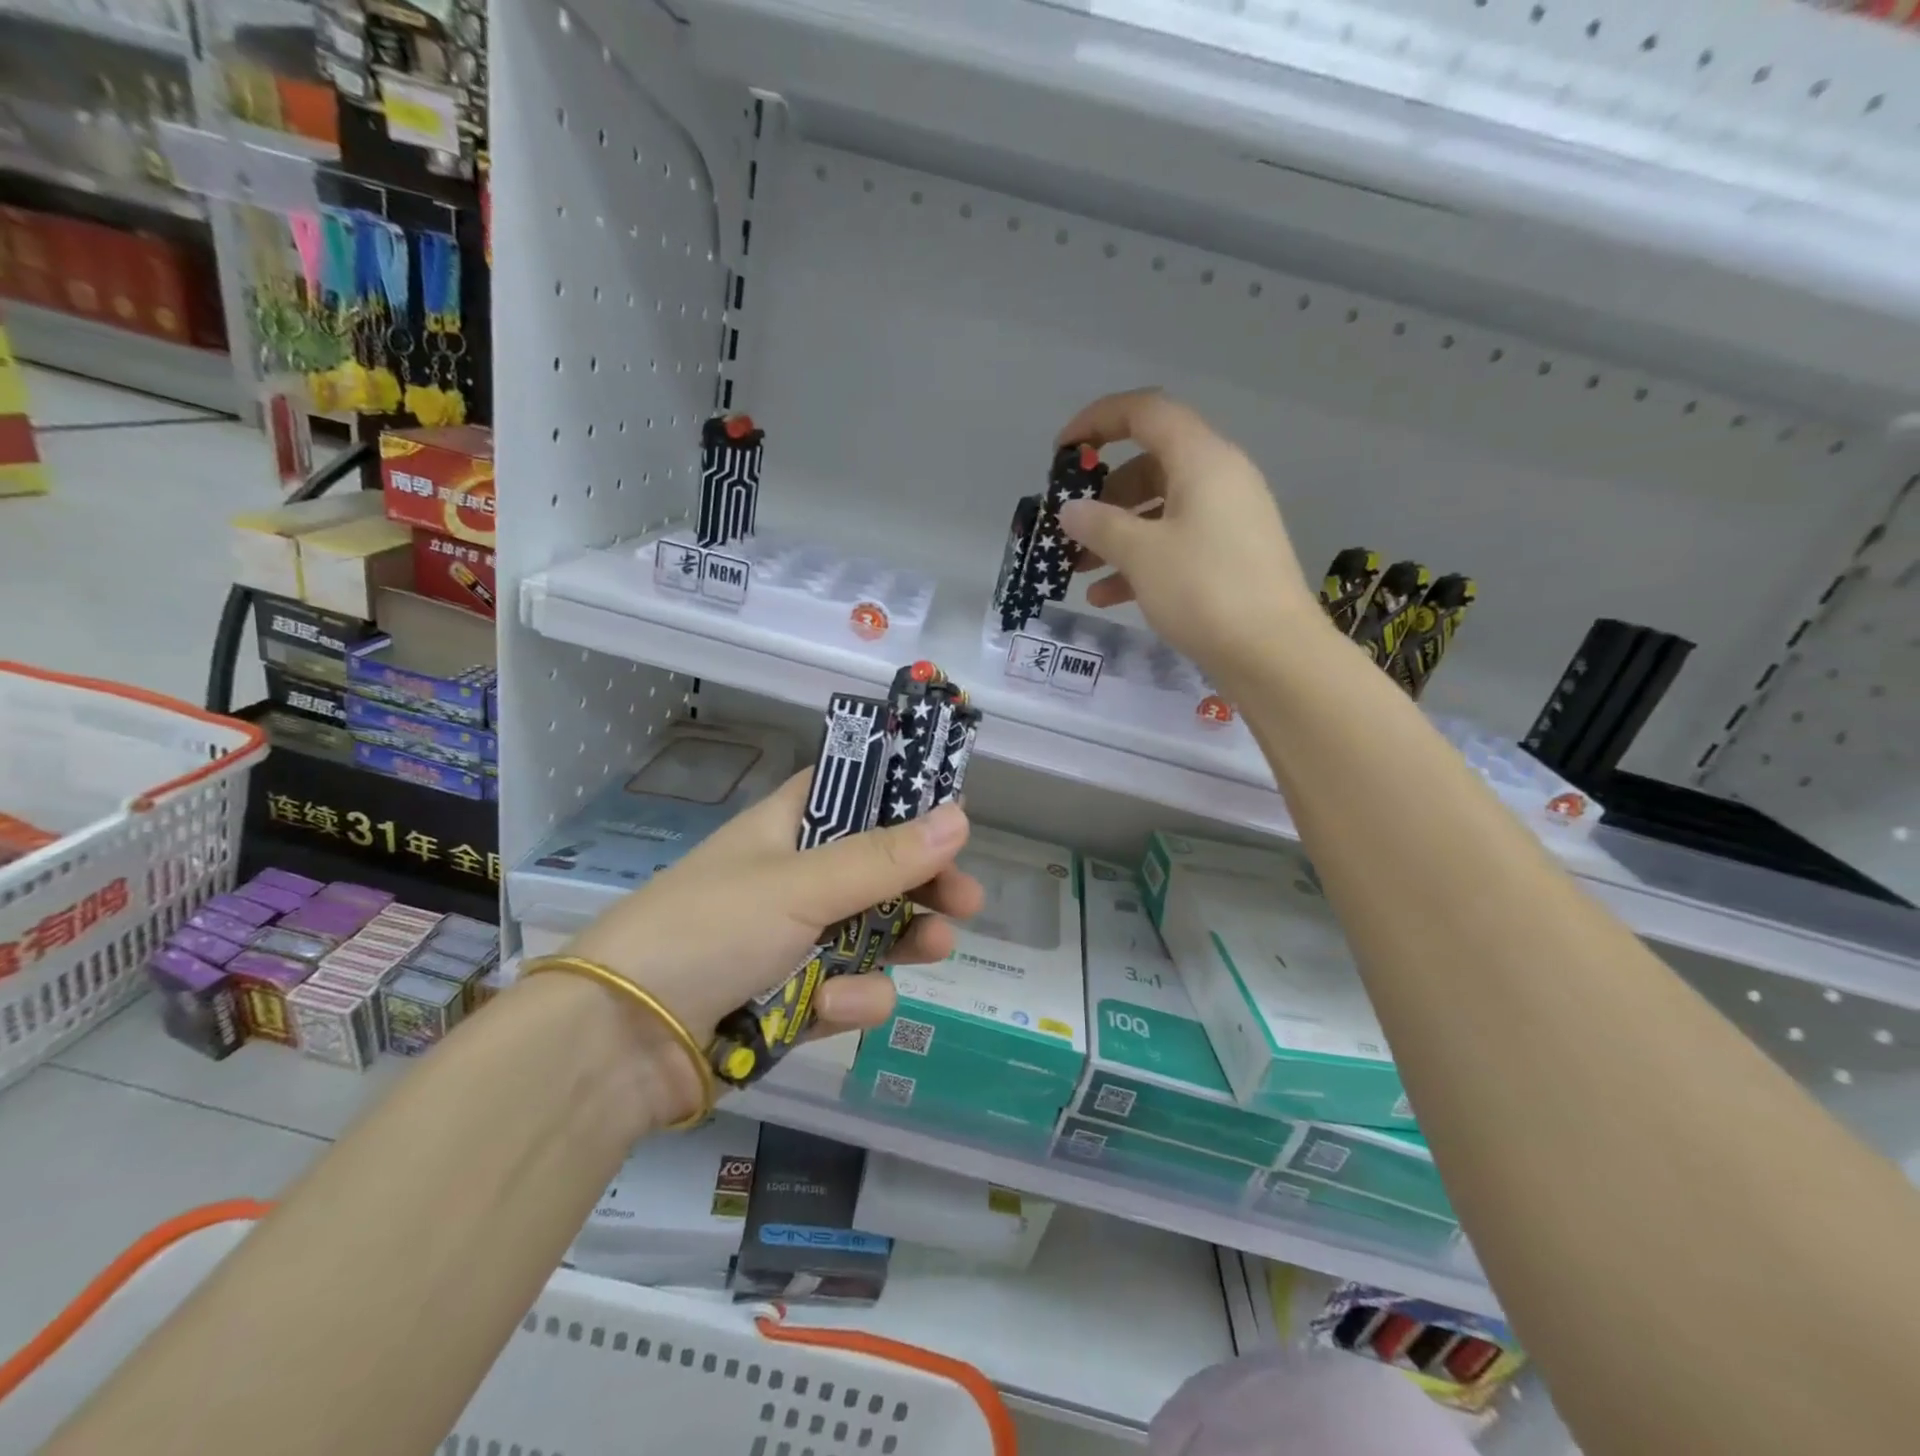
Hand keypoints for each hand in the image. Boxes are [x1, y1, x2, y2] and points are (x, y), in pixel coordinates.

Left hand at [562, 771, 982, 1047]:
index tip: (949, 814)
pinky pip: (845, 990)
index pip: (850, 794)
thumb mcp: (801, 885)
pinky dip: (848, 999)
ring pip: (870, 936)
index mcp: (785, 830)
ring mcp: (792, 943)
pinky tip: (834, 1008)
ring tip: (935, 947)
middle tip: (965, 899)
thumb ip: (884, 858)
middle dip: (922, 885)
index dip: (899, 799)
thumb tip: (962, 816)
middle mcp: (792, 880)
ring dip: (904, 942)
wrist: (621, 1043)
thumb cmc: (710, 931)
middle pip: (875, 871)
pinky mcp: (792, 1001)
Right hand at [1055, 389, 1326, 685]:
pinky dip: (1141, 561)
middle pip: (1150, 466)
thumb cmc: (1204, 590)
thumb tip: (1071, 511)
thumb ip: (1099, 525)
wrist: (1273, 654)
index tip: (1063, 452)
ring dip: (1116, 535)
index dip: (1098, 421)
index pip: (1146, 412)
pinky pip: (1176, 543)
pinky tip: (1107, 596)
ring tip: (1078, 569)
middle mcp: (1220, 479)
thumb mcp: (1142, 554)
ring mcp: (1228, 519)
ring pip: (1160, 510)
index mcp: (1203, 459)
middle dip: (1103, 495)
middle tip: (1070, 525)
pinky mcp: (1230, 557)